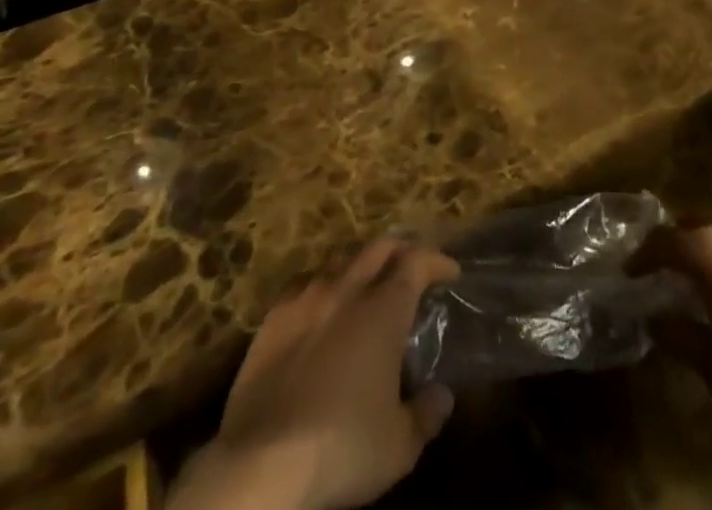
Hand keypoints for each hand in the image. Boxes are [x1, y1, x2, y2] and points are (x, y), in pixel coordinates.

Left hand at [171, 239, 459, 509]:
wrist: (261, 463)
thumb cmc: (341, 448)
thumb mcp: (399, 446)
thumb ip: (426, 415)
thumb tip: (442, 396)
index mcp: (383, 310)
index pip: (417, 261)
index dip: (437, 260)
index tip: (450, 271)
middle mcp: (346, 290)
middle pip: (379, 247)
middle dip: (401, 250)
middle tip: (413, 267)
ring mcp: (305, 298)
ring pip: (340, 260)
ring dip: (360, 266)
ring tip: (367, 285)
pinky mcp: (272, 318)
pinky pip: (304, 284)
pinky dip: (323, 287)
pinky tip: (320, 307)